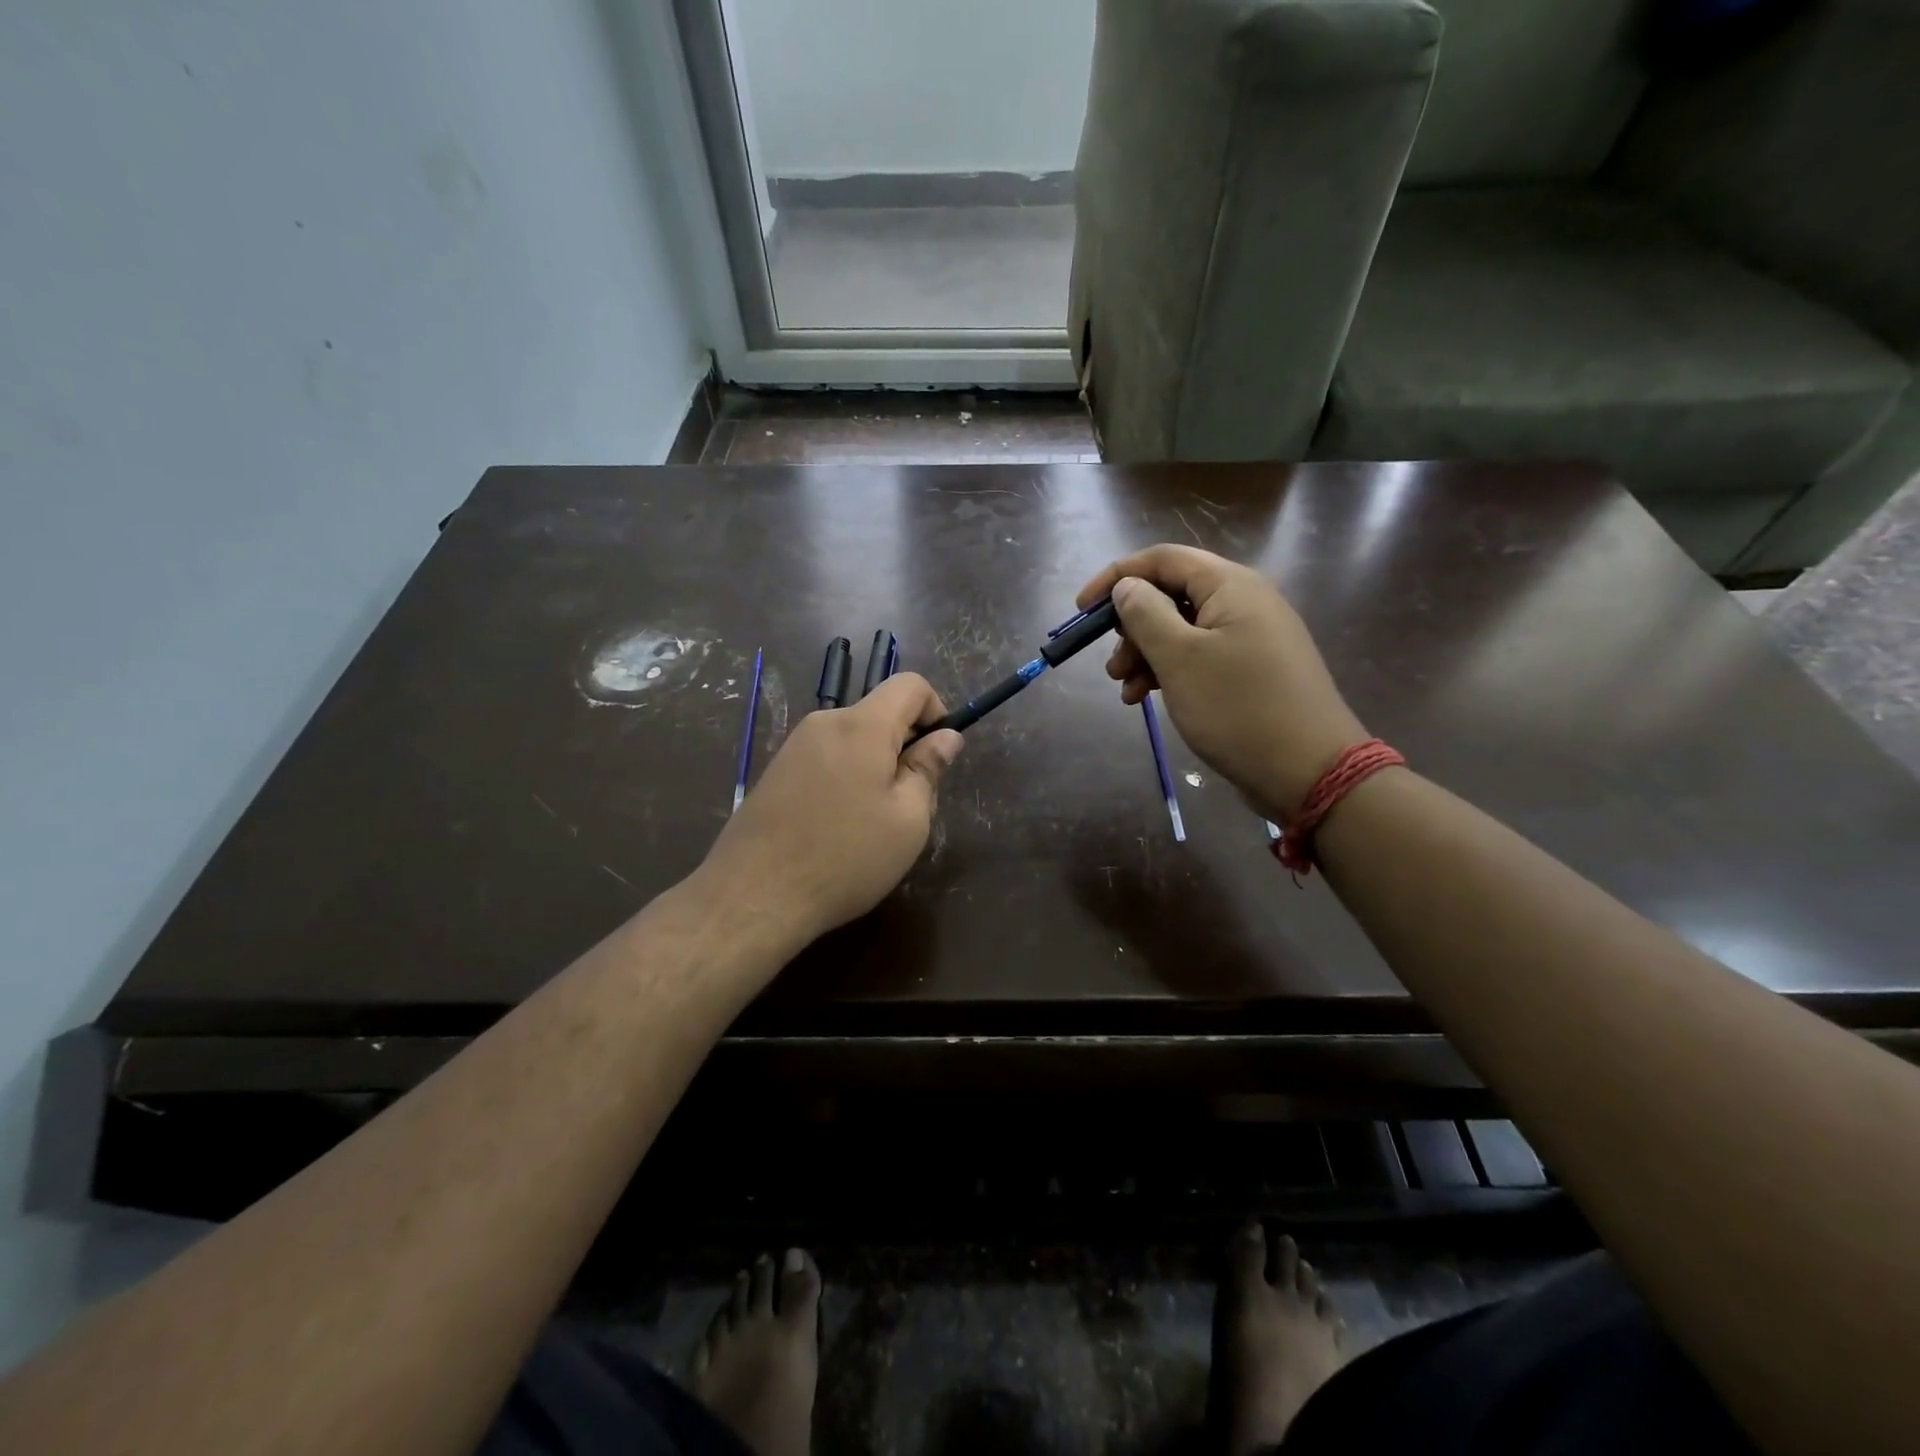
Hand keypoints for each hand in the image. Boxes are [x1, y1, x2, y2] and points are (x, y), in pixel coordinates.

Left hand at [697, 673, 963, 947]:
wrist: (754, 895)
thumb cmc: (845, 857)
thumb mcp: (907, 820)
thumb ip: (928, 769)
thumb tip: (946, 737)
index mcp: (862, 725)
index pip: (910, 685)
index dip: (936, 711)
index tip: (937, 756)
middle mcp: (825, 723)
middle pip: (880, 714)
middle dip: (905, 748)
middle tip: (910, 806)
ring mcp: (795, 746)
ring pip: (854, 741)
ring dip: (876, 768)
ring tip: (874, 826)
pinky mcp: (777, 771)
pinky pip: (828, 759)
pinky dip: (847, 780)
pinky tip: (839, 829)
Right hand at [1077, 544, 1366, 818]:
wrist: (1310, 771)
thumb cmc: (1238, 708)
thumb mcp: (1180, 659)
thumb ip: (1146, 615)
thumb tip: (1127, 587)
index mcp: (1230, 585)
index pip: (1162, 559)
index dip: (1117, 577)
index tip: (1081, 610)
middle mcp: (1244, 601)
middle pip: (1171, 596)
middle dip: (1132, 627)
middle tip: (1111, 665)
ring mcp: (1251, 637)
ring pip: (1182, 630)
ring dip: (1146, 654)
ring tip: (1125, 690)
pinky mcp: (1252, 669)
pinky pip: (1200, 656)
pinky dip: (1170, 672)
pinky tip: (1146, 699)